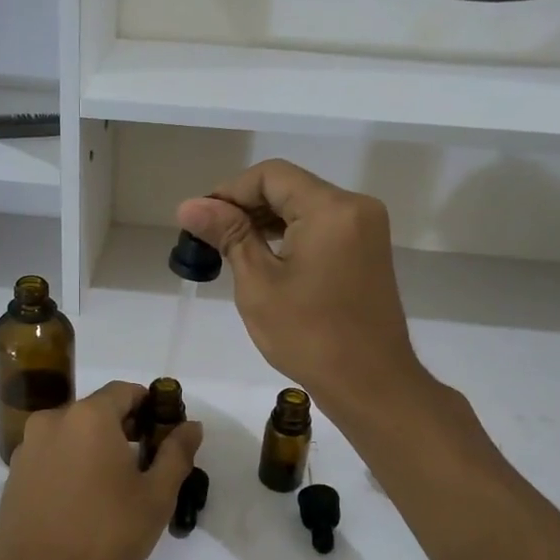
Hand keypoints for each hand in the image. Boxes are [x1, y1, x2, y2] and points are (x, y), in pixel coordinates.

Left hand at [0, 381, 202, 559]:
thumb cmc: (104, 539)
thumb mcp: (155, 498)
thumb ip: (176, 454)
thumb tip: (191, 425)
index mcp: (87, 417)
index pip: (125, 392)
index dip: (151, 406)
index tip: (166, 435)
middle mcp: (51, 421)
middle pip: (97, 411)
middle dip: (125, 429)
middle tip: (147, 466)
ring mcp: (26, 449)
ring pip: (72, 435)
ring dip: (96, 449)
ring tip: (116, 489)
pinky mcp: (12, 477)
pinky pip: (52, 457)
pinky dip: (72, 466)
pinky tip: (84, 503)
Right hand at [178, 160, 422, 414]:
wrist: (370, 383)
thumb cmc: (309, 336)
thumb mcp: (258, 283)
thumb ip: (228, 235)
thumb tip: (189, 205)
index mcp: (331, 208)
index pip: (270, 175)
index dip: (229, 191)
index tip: (199, 220)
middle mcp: (355, 207)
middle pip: (289, 186)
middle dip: (245, 206)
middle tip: (207, 237)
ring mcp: (366, 228)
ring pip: (304, 206)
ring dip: (266, 221)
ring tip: (229, 248)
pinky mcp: (368, 250)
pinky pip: (321, 226)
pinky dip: (290, 234)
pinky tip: (263, 256)